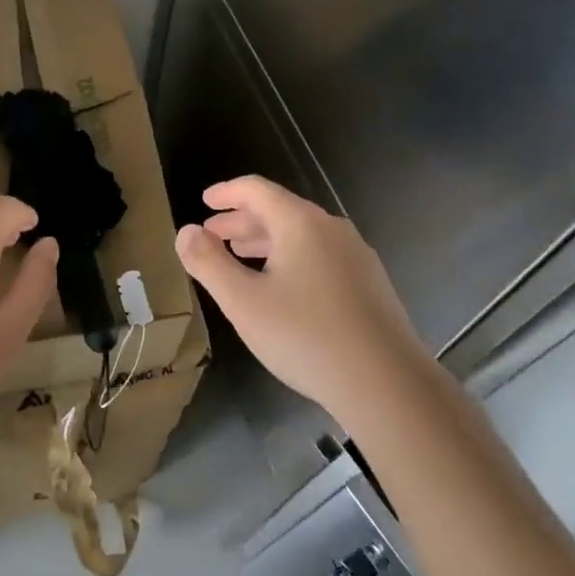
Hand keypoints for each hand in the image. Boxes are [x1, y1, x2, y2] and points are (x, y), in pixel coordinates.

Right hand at [174, 176, 431, 430]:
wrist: (389, 385)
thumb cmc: (306, 337)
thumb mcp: (243, 302)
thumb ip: (209, 263)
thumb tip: (186, 232)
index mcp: (300, 223)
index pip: (257, 190)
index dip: (226, 192)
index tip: (205, 201)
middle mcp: (331, 229)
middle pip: (280, 210)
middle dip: (242, 220)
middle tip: (213, 235)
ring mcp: (356, 256)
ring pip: (302, 235)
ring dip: (266, 241)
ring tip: (241, 257)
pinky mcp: (370, 284)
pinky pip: (321, 255)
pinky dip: (291, 258)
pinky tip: (283, 288)